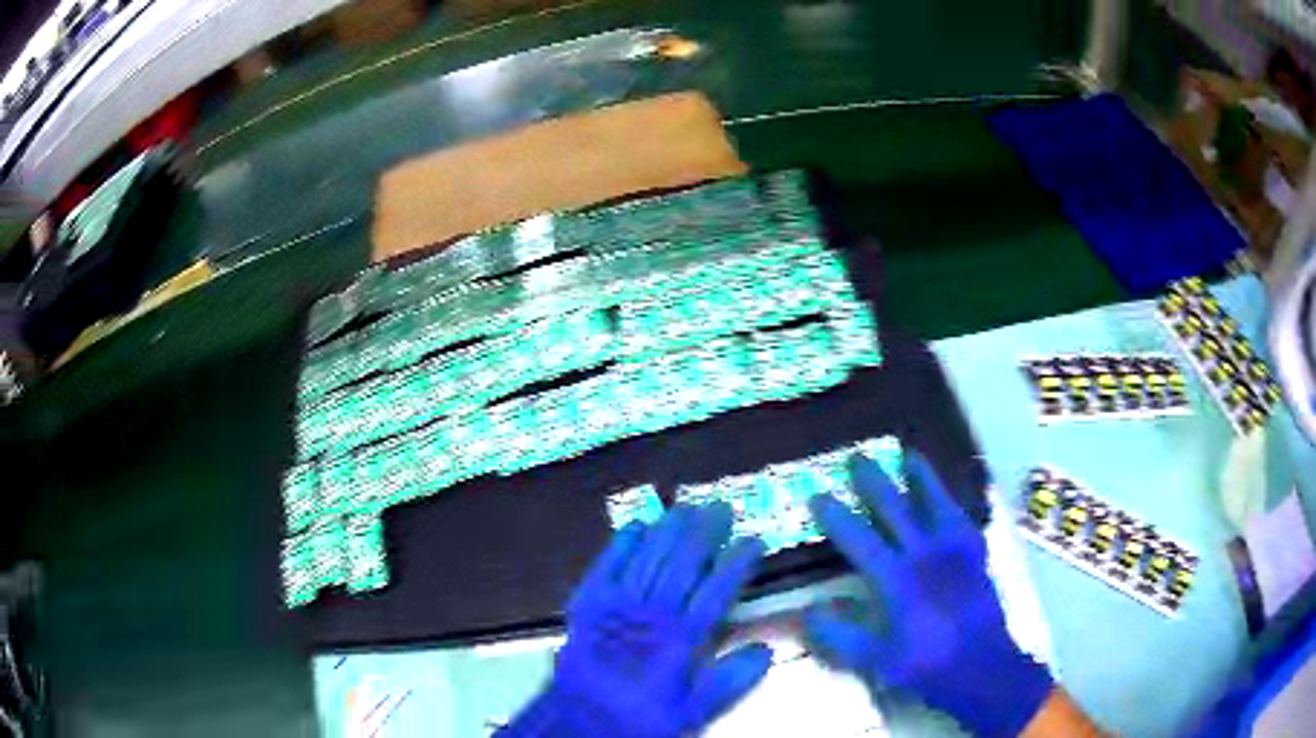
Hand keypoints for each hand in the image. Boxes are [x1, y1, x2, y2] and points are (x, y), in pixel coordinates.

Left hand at [501, 504, 771, 736]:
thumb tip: (765, 650)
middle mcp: (650, 615)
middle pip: (682, 564)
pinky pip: (605, 566)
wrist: (576, 723)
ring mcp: (615, 606)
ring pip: (647, 558)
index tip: (754, 540)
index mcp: (679, 641)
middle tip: (721, 506)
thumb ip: (728, 684)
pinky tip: (636, 526)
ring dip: (668, 530)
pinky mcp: (586, 605)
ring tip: (687, 506)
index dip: (737, 564)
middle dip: (704, 533)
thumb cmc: (637, 720)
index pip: (716, 592)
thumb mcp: (690, 715)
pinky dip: (621, 545)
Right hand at [806, 452, 1053, 736]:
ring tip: (909, 454)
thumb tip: (809, 610)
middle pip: (898, 509)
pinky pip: (964, 518)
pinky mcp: (976, 555)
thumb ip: (840, 635)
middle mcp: (927, 555)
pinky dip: (954, 502)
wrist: (982, 666)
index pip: (861, 540)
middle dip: (875, 483)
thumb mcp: (875, 660)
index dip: (837, 518)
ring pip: (937, 502)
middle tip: (858, 458)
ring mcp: (956, 552)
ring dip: (921, 477)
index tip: (818, 496)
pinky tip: (949, 497)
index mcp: (899, 580)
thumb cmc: (926, 665)